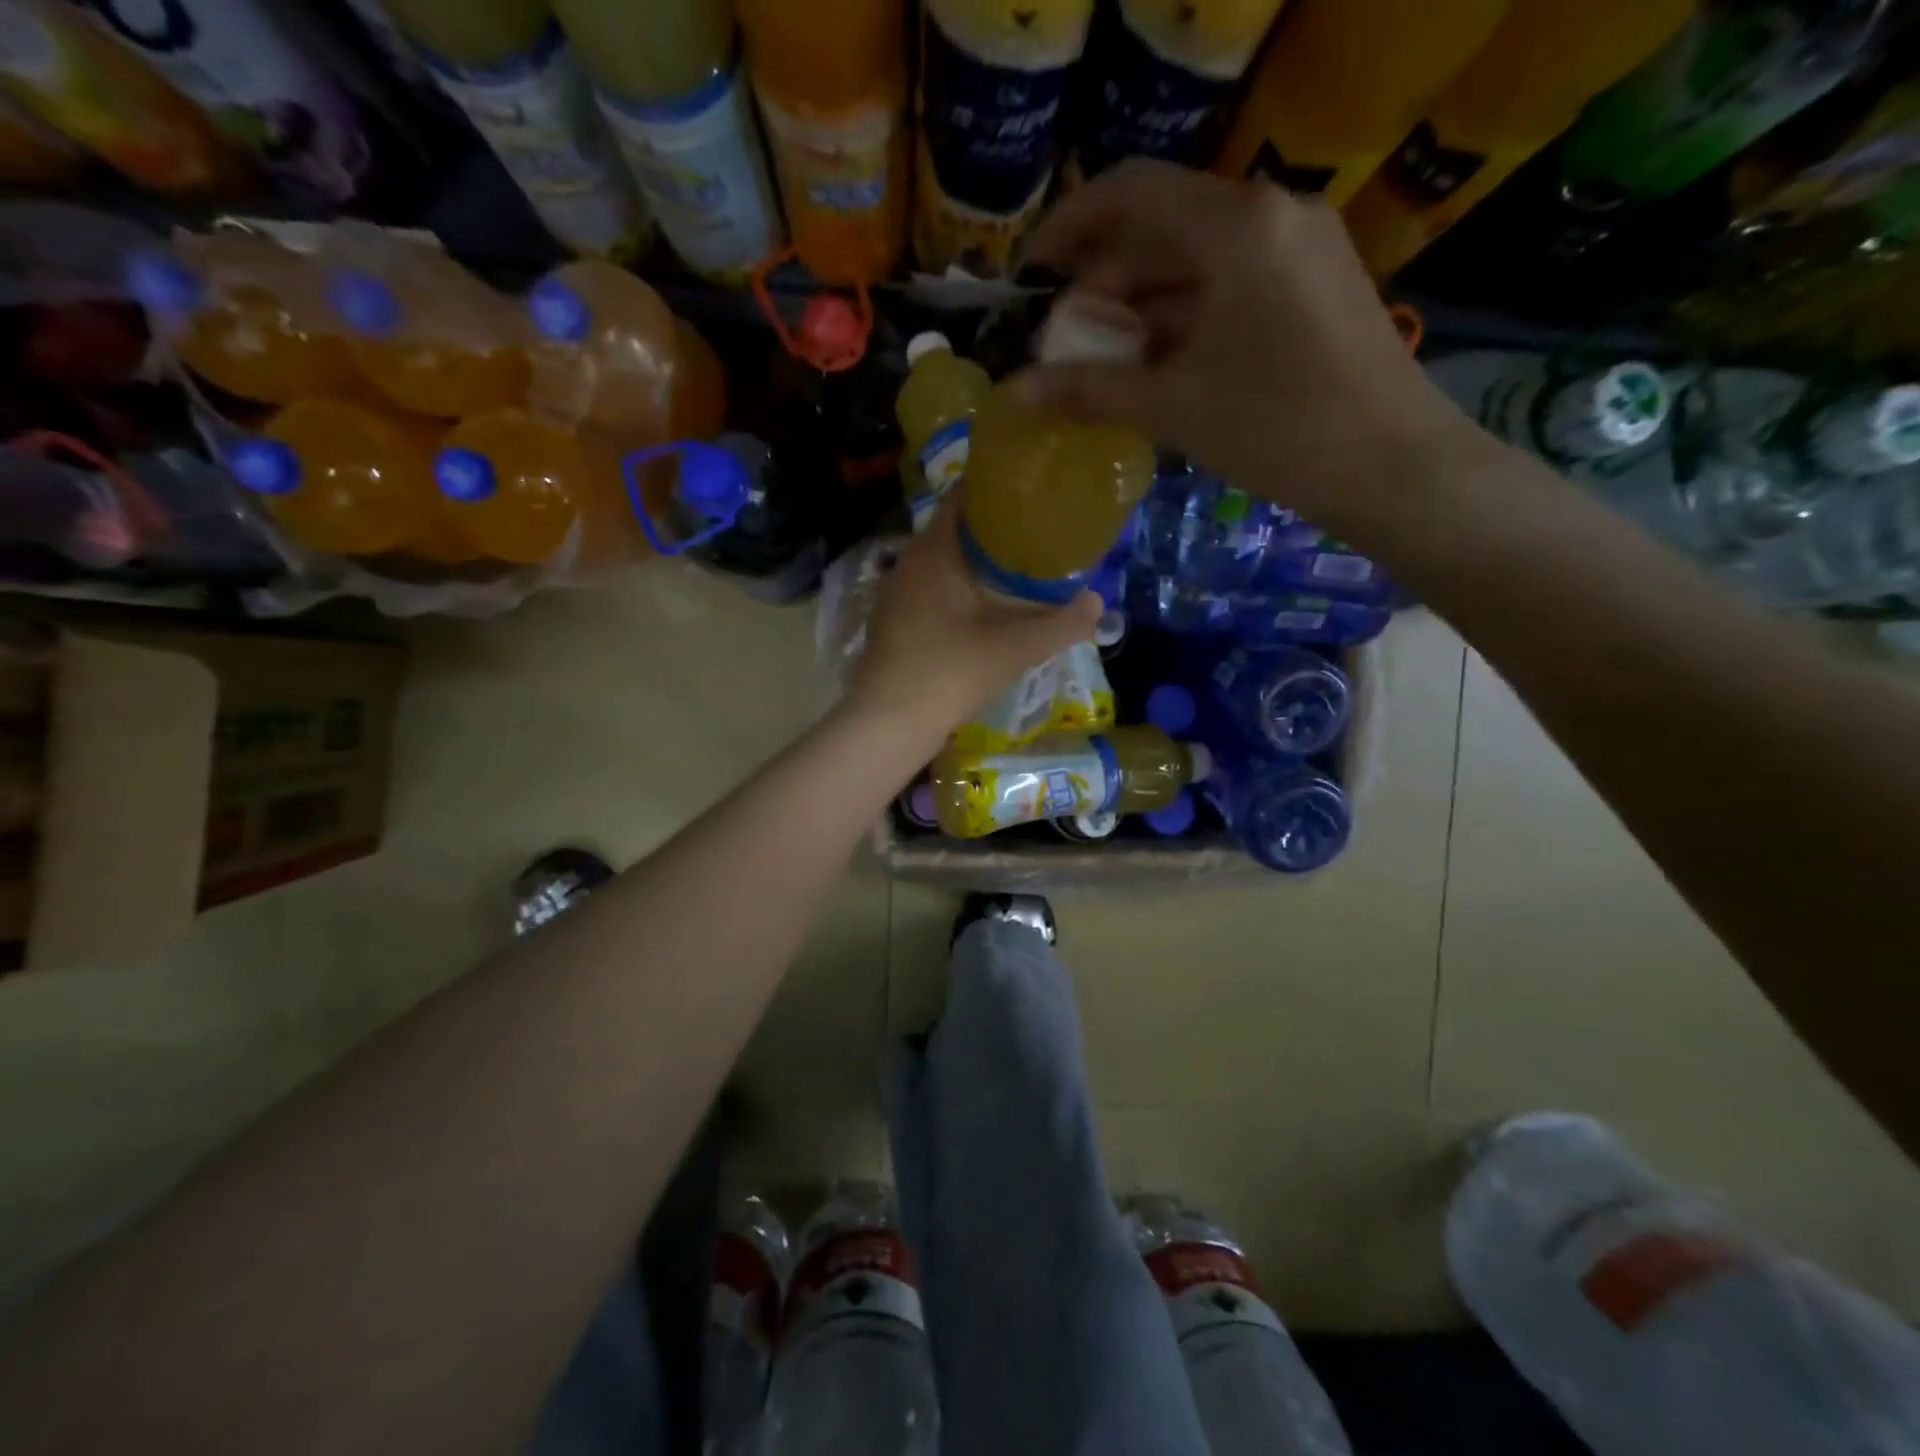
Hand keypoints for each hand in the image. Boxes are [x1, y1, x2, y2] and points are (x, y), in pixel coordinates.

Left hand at [845, 499, 1101, 747]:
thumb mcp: (1015, 648)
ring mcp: (897, 595)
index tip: (1033, 491)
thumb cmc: (951, 673)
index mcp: (934, 552)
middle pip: (954, 529)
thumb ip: (1061, 624)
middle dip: (994, 527)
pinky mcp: (893, 622)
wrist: (889, 724)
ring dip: (975, 561)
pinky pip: (931, 589)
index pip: (963, 497)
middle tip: (1036, 530)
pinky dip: (958, 587)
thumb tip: (1097, 603)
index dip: (997, 488)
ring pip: (941, 562)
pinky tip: (983, 607)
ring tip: (1017, 566)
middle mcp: (909, 563)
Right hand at [1013, 161, 1489, 542]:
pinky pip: (1232, 285)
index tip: (1031, 274)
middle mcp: (1272, 214)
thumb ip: (1089, 391)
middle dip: (1105, 284)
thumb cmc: (1276, 428)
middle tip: (1066, 342)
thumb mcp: (1173, 407)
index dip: (1068, 227)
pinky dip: (1186, 319)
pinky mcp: (1317, 285)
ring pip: (1198, 262)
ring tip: (1105, 363)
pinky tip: (1159, 366)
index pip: (1130, 193)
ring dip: (1143, 307)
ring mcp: (1302, 247)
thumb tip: (1014, 393)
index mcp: (1235, 226)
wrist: (1392, 466)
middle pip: (1163, 229)